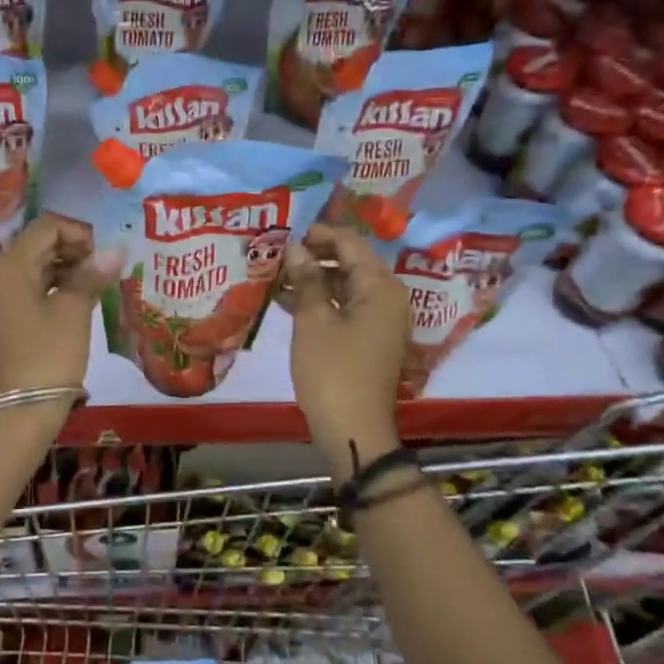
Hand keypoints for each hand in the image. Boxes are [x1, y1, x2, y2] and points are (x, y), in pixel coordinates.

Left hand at [0, 213, 121, 400]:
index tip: (105, 253)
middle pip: (36, 245)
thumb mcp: (73, 311)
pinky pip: (26, 289)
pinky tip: (78, 299)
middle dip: (73, 251)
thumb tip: (115, 250)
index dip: (79, 233)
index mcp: (6, 266)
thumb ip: (91, 275)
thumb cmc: (47, 356)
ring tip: (97, 284)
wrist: (18, 413)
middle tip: (105, 268)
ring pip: (32, 267)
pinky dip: (52, 287)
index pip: (45, 228)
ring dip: (64, 269)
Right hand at [275, 223, 406, 463]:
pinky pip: (345, 307)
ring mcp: (381, 320)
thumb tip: (296, 249)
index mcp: (380, 286)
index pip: (350, 243)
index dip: (318, 234)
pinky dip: (320, 301)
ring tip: (276, 279)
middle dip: (313, 257)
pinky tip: (288, 303)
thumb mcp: (313, 320)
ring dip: (313, 280)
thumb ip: (305, 279)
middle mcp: (388, 297)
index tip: (285, 235)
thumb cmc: (332, 371)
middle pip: (350, 262)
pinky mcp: (370, 339)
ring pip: (345, 286)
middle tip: (276, 257)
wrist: (354, 429)